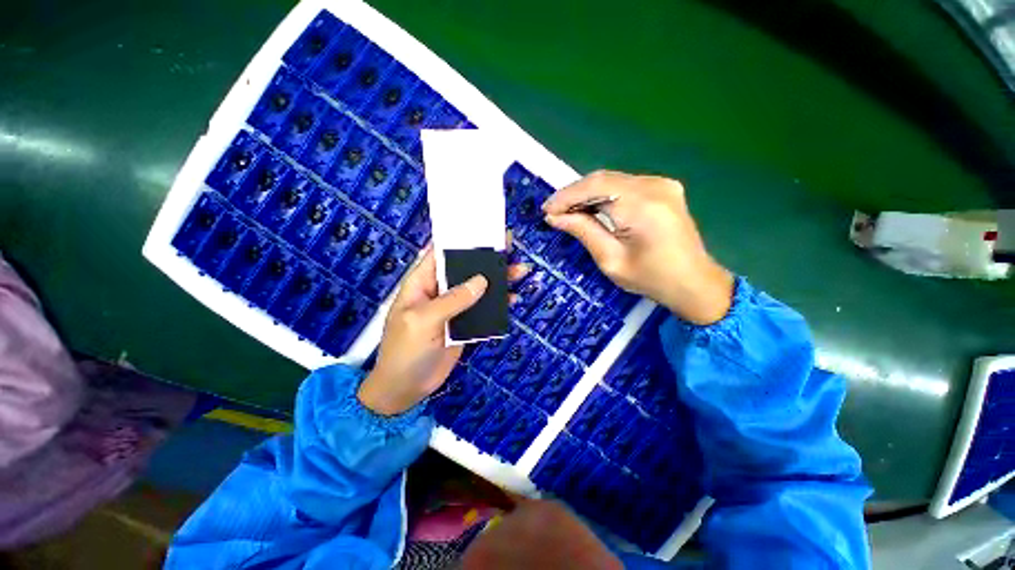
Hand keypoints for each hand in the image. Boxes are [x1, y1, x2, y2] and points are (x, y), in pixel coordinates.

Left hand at [358, 246, 527, 415]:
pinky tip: (513, 299)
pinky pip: (484, 309)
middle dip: (487, 259)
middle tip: (510, 248)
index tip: (484, 230)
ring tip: (520, 271)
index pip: (441, 253)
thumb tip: (481, 281)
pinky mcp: (465, 324)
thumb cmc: (405, 351)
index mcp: (422, 282)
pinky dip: (498, 304)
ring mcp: (454, 308)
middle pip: (465, 269)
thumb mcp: (423, 321)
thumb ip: (452, 300)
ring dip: (498, 280)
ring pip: (478, 288)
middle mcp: (440, 291)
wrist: (406, 389)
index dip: (461, 240)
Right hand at [542, 170, 733, 324]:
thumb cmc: (651, 279)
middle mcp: (654, 186)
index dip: (567, 197)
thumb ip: (584, 232)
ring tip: (567, 211)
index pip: (595, 188)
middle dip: (573, 194)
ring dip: (586, 194)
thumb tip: (555, 217)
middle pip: (602, 179)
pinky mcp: (663, 188)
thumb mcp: (611, 260)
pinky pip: (623, 185)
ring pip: (612, 180)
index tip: (546, 210)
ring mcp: (661, 184)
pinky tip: (591, 209)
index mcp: (643, 206)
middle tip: (553, 211)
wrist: (694, 282)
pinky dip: (603, 195)